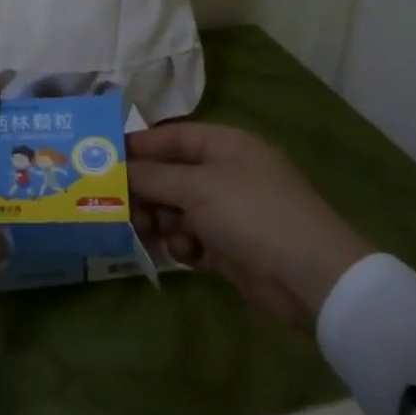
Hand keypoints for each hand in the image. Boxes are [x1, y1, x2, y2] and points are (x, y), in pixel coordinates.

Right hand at [128, 123, 373, 330]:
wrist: (311, 277)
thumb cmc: (252, 214)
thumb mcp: (197, 188)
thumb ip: (153, 177)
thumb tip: (118, 168)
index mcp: (226, 145)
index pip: (173, 137)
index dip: (140, 146)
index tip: (104, 159)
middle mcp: (227, 173)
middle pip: (172, 175)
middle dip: (146, 190)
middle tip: (117, 205)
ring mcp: (231, 211)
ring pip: (179, 209)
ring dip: (162, 220)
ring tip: (146, 231)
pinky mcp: (232, 246)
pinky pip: (194, 238)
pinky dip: (185, 245)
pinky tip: (185, 255)